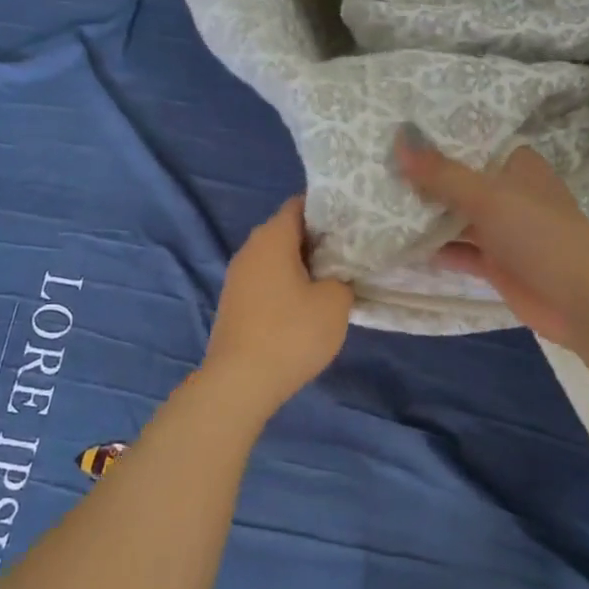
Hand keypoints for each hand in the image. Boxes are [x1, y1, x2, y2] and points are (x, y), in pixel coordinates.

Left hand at [201, 196, 354, 415]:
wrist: (240, 382)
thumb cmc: (291, 333)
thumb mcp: (335, 302)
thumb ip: (341, 278)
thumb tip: (333, 278)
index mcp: (272, 237)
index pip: (300, 205)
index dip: (328, 209)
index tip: (353, 223)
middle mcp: (250, 249)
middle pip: (288, 231)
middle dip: (318, 239)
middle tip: (351, 252)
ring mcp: (238, 278)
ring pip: (277, 259)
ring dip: (302, 266)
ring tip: (333, 279)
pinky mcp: (235, 304)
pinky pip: (267, 282)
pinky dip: (287, 286)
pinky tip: (307, 306)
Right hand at [392, 127, 588, 349]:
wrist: (579, 298)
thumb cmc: (538, 233)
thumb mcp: (488, 196)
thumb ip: (442, 173)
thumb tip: (399, 140)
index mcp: (516, 165)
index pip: (472, 142)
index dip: (437, 138)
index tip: (395, 130)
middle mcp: (508, 193)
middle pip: (459, 181)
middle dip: (424, 179)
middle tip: (375, 167)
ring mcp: (502, 230)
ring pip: (456, 217)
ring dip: (425, 216)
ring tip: (377, 203)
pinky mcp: (495, 263)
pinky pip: (458, 251)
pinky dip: (434, 249)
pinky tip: (399, 245)